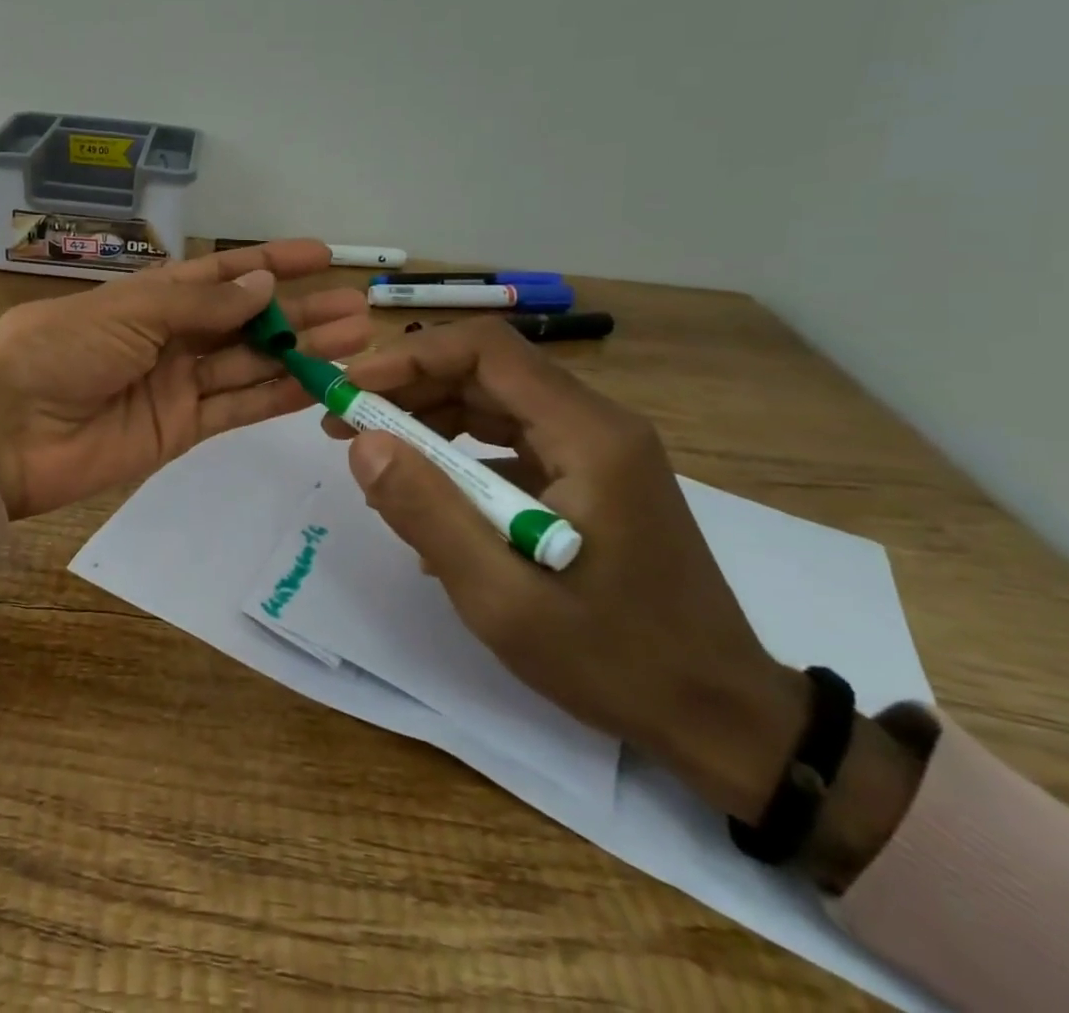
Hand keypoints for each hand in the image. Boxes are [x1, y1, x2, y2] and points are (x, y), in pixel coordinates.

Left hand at [0, 240, 369, 519]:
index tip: (321, 255)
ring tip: (355, 338)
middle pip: (246, 321)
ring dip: (300, 351)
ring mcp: (177, 385)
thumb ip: (200, 304)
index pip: (221, 274)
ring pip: (251, 363)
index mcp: (150, 298)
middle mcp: (169, 337)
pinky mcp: (181, 430)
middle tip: (356, 306)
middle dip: (299, 311)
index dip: (269, 263)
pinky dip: (277, 395)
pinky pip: (237, 407)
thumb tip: (263, 284)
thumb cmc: (60, 352)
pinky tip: (319, 382)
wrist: (9, 434)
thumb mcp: (129, 311)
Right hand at [328, 317, 809, 822]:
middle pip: (487, 370)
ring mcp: (597, 450)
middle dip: (409, 388)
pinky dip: (459, 454)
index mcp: (588, 436)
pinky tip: (427, 498)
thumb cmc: (616, 660)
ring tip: (373, 456)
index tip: (352, 390)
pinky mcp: (590, 477)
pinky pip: (511, 441)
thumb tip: (363, 444)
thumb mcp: (504, 599)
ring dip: (429, 418)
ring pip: (496, 402)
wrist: (722, 718)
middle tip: (345, 424)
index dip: (411, 357)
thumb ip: (429, 514)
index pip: (487, 350)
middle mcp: (598, 424)